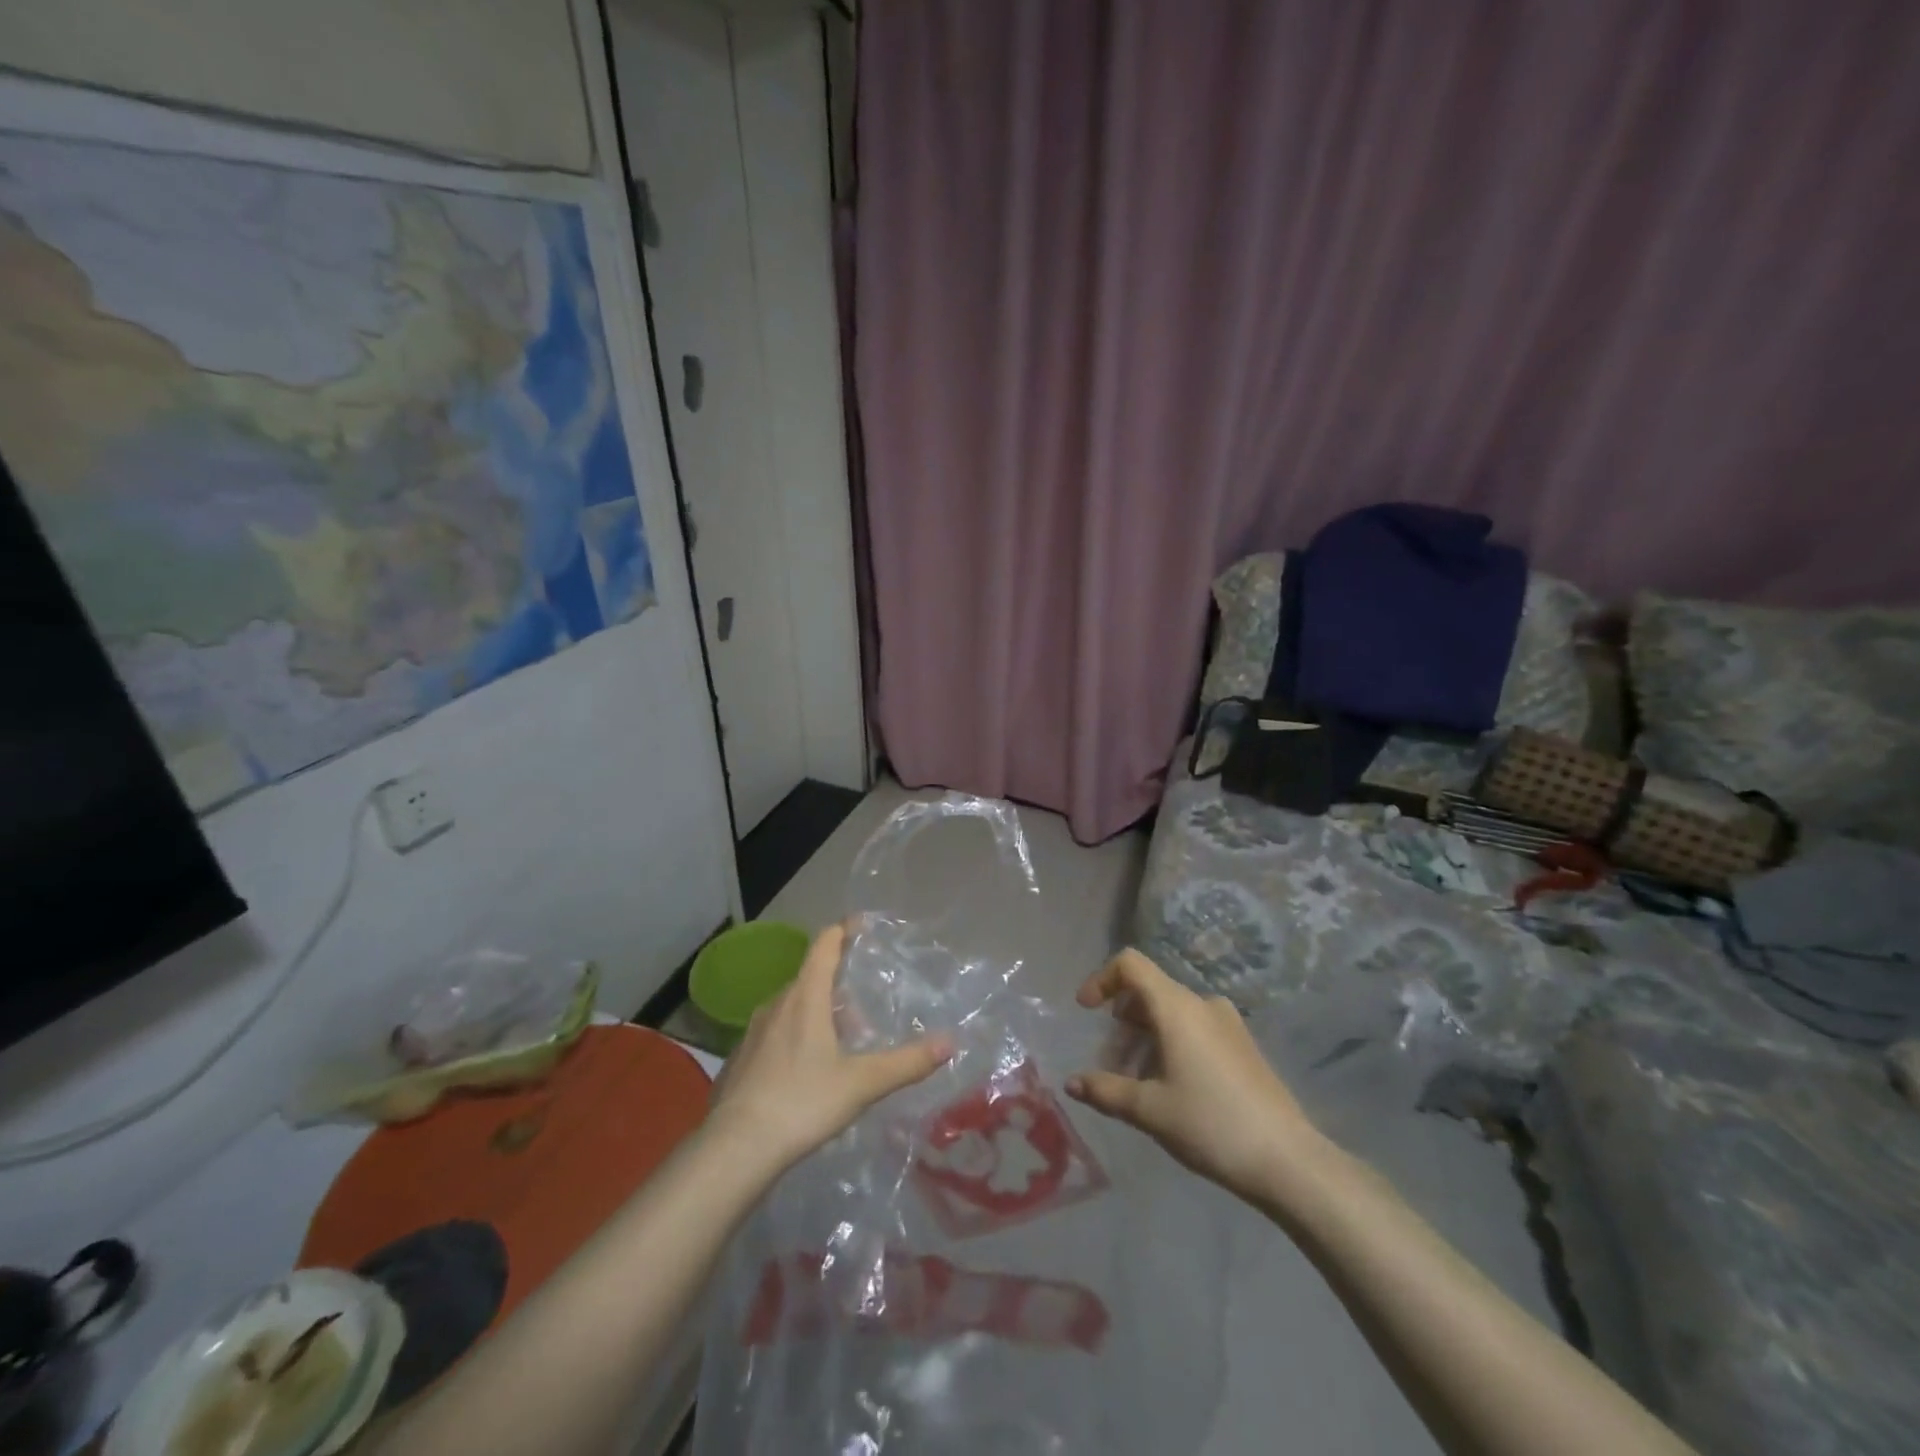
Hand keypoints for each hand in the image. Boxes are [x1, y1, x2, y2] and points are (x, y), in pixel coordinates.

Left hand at [707, 924, 952, 1176]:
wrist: (734, 1150)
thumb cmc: (802, 1103)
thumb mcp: (862, 1083)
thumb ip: (907, 1062)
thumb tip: (950, 1042)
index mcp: (805, 997)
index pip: (825, 945)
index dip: (845, 930)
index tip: (863, 924)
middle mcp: (777, 1004)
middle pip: (811, 978)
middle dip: (839, 984)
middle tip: (865, 1007)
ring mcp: (753, 1031)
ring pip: (792, 1007)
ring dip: (818, 1013)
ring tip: (842, 1042)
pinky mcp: (741, 1059)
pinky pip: (775, 1033)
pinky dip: (796, 1036)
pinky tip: (807, 1071)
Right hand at [1066, 949, 1320, 1200]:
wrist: (1288, 1161)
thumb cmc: (1210, 1124)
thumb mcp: (1149, 1110)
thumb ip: (1106, 1091)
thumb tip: (1072, 1083)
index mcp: (1177, 1007)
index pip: (1130, 964)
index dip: (1101, 979)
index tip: (1086, 1011)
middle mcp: (1202, 1004)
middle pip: (1149, 992)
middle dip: (1121, 1024)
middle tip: (1111, 1067)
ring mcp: (1228, 1023)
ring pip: (1172, 1014)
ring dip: (1145, 1039)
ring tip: (1138, 1085)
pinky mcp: (1243, 1045)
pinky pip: (1195, 1029)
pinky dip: (1171, 1045)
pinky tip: (1171, 1089)